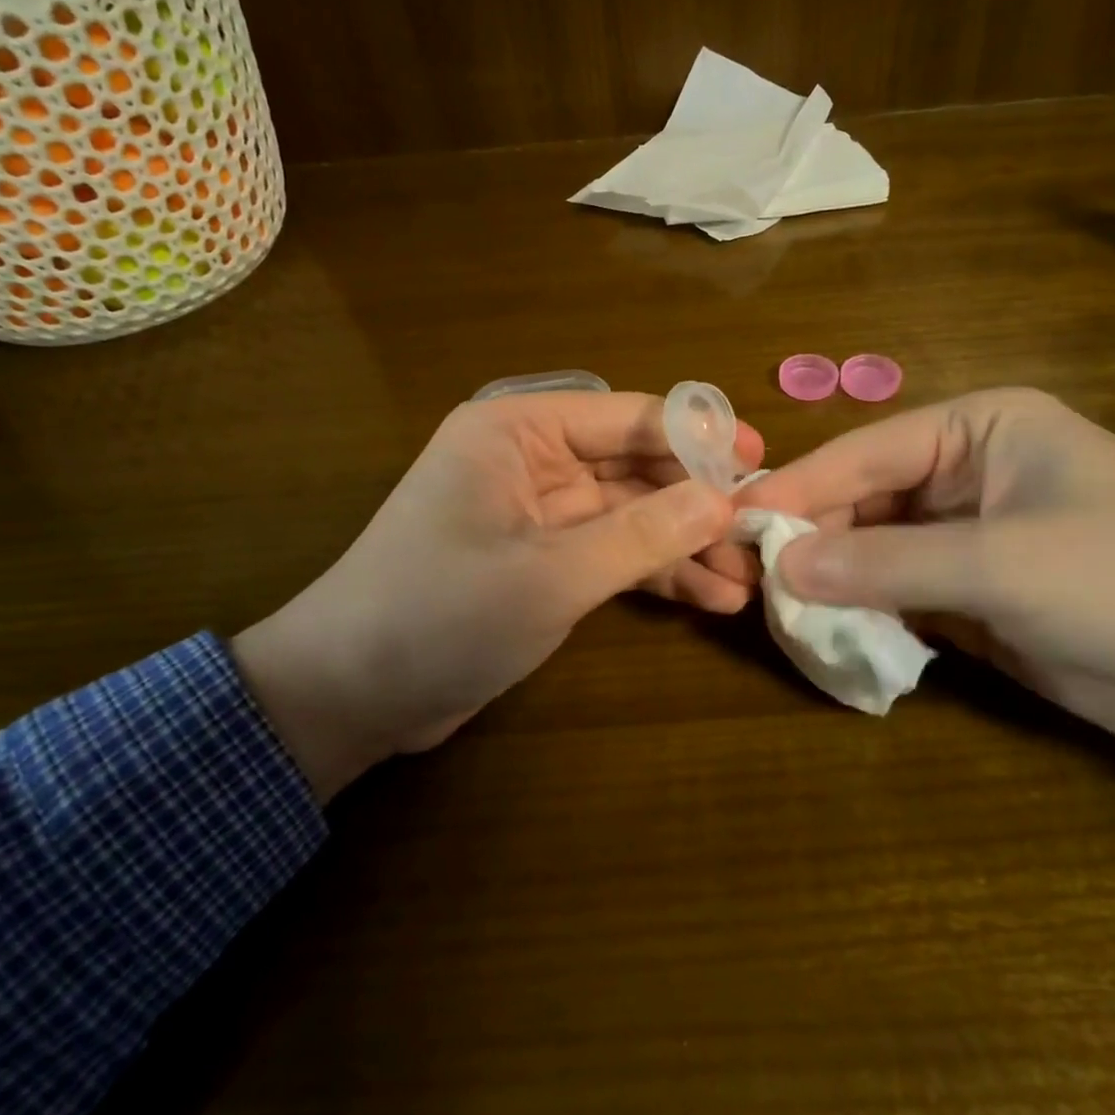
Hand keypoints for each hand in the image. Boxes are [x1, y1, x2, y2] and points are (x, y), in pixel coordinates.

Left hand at [233, 392, 762, 798]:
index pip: (626, 417)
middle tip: (763, 531)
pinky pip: (612, 553)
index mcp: (517, 431)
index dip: (697, 437)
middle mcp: (530, 460)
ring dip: (684, 544)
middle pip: (635, 466)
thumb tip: (724, 499)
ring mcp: (539, 513)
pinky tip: (710, 598)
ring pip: (630, 515)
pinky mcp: (543, 561)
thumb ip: (642, 534)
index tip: (761, 461)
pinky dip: (655, 573)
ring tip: (747, 578)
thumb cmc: (439, 615)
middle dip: (696, 502)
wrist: (351, 697)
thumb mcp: (550, 574)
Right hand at [738, 387, 1114, 759]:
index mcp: (978, 428)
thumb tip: (781, 564)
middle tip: (746, 580)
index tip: (731, 522)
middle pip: (863, 503)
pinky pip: (901, 597)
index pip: (863, 454)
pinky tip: (829, 639)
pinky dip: (867, 617)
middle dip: (810, 541)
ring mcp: (971, 538)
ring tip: (776, 614)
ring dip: (833, 583)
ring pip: (876, 553)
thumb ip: (886, 564)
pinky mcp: (979, 597)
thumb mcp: (1005, 564)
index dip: (796, 489)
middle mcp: (966, 474)